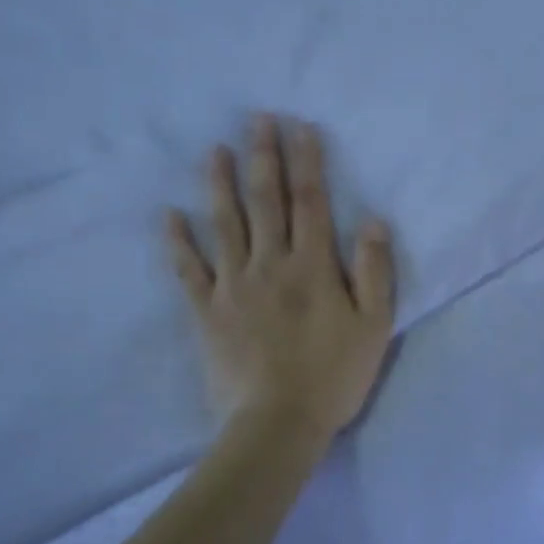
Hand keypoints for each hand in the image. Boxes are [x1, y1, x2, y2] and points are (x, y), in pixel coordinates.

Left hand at [165, 117, 395, 438]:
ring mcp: (233, 286)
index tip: (300, 128)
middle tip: (256, 120)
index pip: (310, 202)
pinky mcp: (207, 311)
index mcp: (313, 266)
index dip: (307, 162)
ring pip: (225, 224)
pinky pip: (188, 270)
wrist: (278, 423)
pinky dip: (177, 242)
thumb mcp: (374, 325)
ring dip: (220, 185)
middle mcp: (270, 264)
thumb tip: (373, 220)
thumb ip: (375, 271)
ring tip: (215, 150)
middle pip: (266, 201)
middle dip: (263, 157)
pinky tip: (168, 215)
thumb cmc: (334, 375)